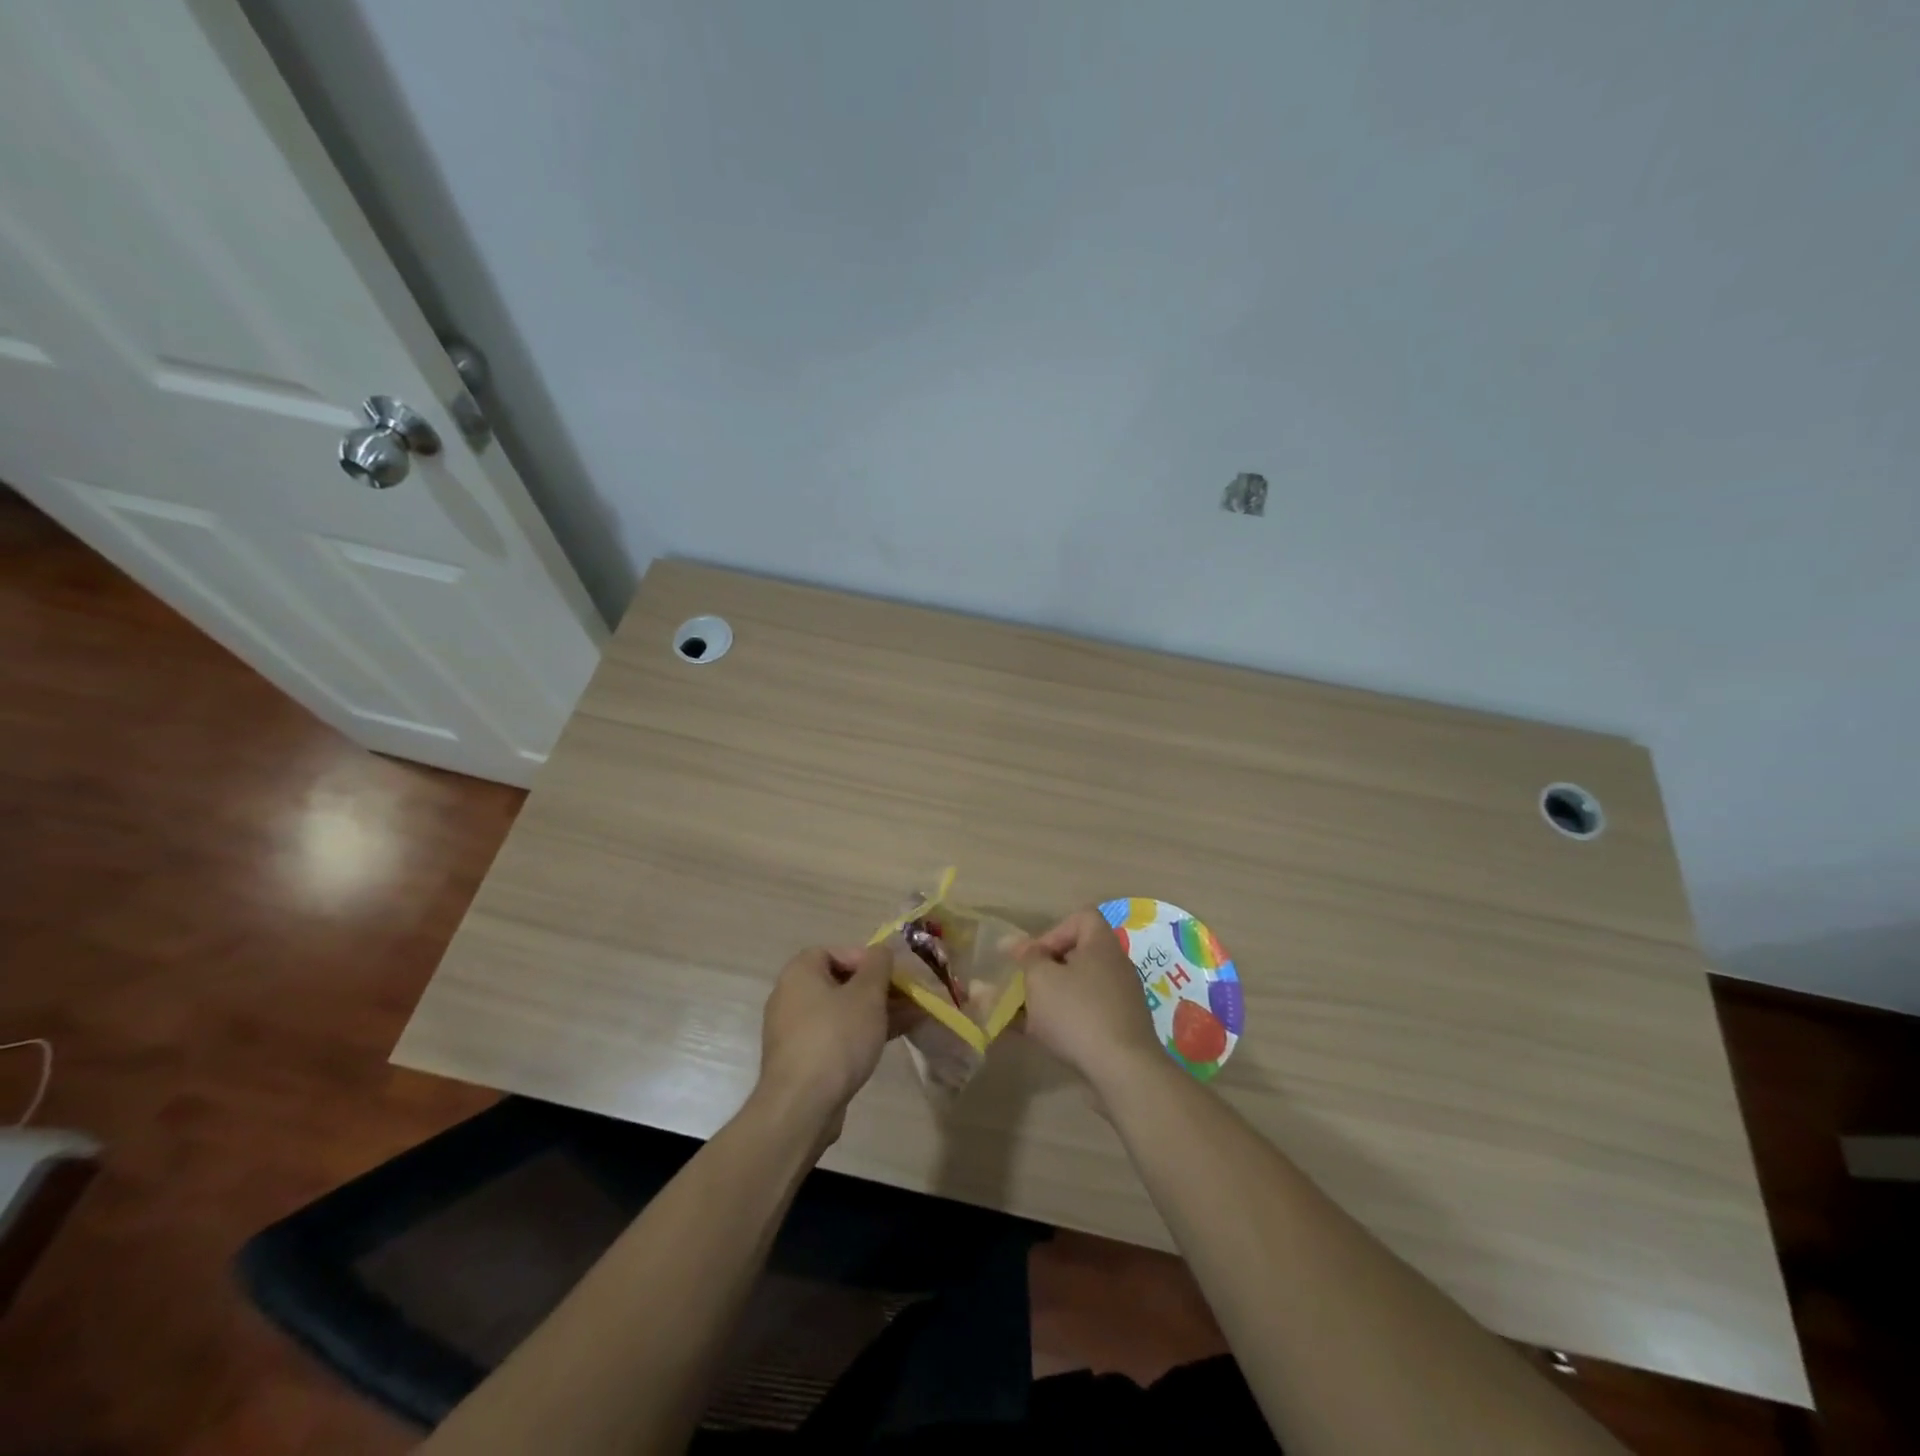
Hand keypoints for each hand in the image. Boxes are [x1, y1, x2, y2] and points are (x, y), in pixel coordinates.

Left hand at [755, 945, 897, 1138]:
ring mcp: (794, 1030)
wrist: (802, 1105)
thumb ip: (878, 966)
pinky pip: (835, 1035)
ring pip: (841, 1011)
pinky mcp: (802, 1059)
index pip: (835, 951)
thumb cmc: (836, 1037)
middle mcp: (791, 996)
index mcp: (800, 973)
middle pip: (840, 982)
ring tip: (911, 1017)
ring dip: (875, 1012)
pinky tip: (891, 1039)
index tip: (891, 974)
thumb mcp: (867, 994)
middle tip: (907, 996)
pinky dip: (860, 1033)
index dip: (866, 958)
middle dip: (877, 988)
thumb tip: (881, 951)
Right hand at [1017, 908, 1165, 1092]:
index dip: (1053, 931)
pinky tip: (1040, 1038)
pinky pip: (1085, 1015)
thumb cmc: (1077, 1012)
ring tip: (1023, 1016)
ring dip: (1050, 998)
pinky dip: (1063, 1021)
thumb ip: (1026, 958)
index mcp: (1101, 945)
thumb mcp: (1040, 979)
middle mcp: (1115, 966)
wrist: (1123, 1070)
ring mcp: (1120, 1000)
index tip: (1033, 956)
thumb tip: (1012, 943)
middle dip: (1045, 970)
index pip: (1081, 918)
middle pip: (1077, 955)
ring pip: (1077, 989)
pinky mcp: (1119, 1030)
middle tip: (1024, 987)